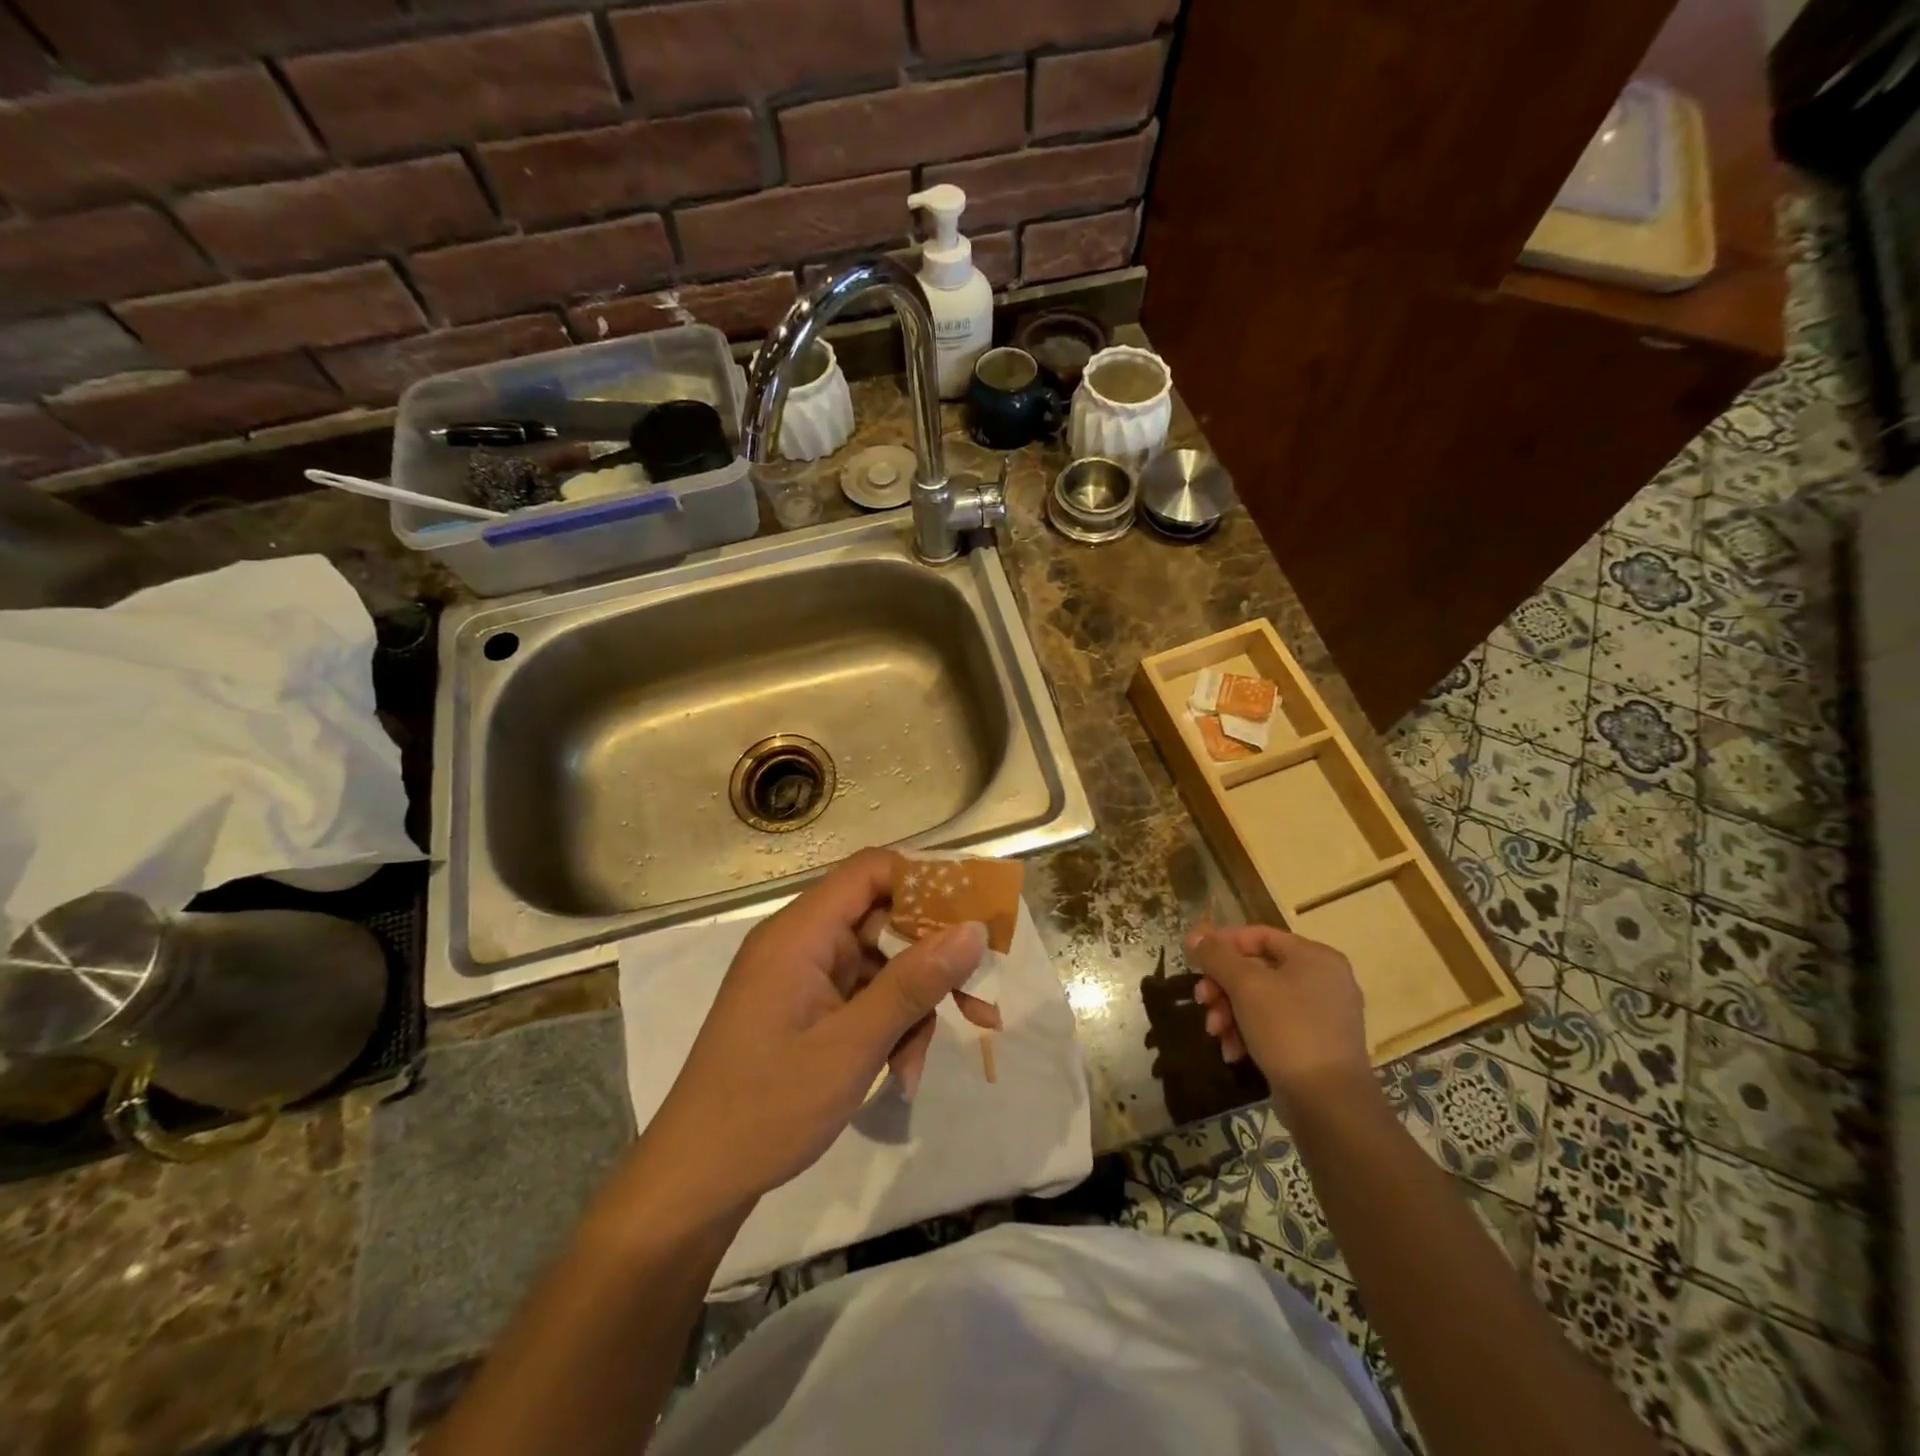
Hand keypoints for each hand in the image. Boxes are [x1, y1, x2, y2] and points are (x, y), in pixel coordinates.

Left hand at [635, 847, 989, 1216]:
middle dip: (931, 960)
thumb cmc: (768, 1107)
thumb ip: (913, 983)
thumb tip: (973, 930)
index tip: (974, 912)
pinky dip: (886, 1024)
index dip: (925, 881)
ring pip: (878, 964)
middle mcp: (799, 942)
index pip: (870, 871)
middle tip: (978, 998)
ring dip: (910, 1005)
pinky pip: (860, 995)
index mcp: (799, 933)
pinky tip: (899, 1069)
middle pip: (881, 920)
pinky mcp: (803, 1008)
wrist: (696, 1180)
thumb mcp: (852, 1046)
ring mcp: (800, 977)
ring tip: (919, 1063)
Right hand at [1184, 924, 1371, 1102]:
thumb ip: (1217, 956)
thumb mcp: (1246, 986)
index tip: (1194, 961)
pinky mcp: (1316, 1044)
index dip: (1222, 944)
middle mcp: (1323, 979)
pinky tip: (1233, 1052)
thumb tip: (1195, 935)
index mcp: (1314, 957)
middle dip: (1223, 987)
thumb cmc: (1288, 1031)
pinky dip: (1249, 1033)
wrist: (1329, 1104)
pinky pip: (1274, 1025)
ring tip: (1215, 1032)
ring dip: (1230, 1012)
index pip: (1258, 935)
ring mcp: (1322, 1014)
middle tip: (1202, 1001)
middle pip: (1257, 969)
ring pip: (1261, 999)